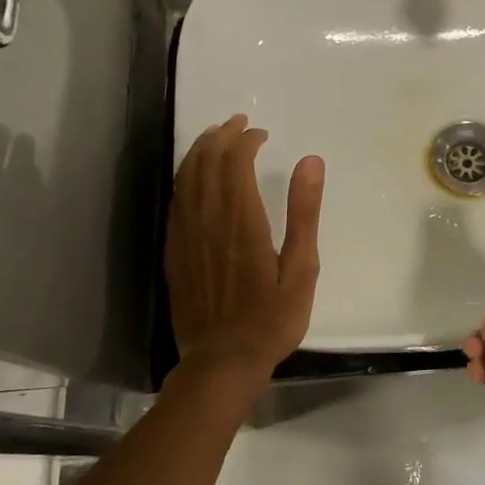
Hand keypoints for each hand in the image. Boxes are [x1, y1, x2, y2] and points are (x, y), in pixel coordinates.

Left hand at [165, 114, 323, 395]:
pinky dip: (185, 178)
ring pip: (186, 178)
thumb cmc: (271, 318)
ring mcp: (186, 235)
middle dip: (221, 136)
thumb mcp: (302, 268)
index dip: (246, 140)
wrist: (222, 362)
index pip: (235, 161)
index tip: (262, 134)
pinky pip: (176, 202)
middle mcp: (208, 219)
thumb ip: (304, 213)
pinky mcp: (174, 252)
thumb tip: (311, 161)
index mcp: (242, 220)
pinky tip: (194, 177)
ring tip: (215, 137)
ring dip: (200, 151)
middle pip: (206, 162)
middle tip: (238, 123)